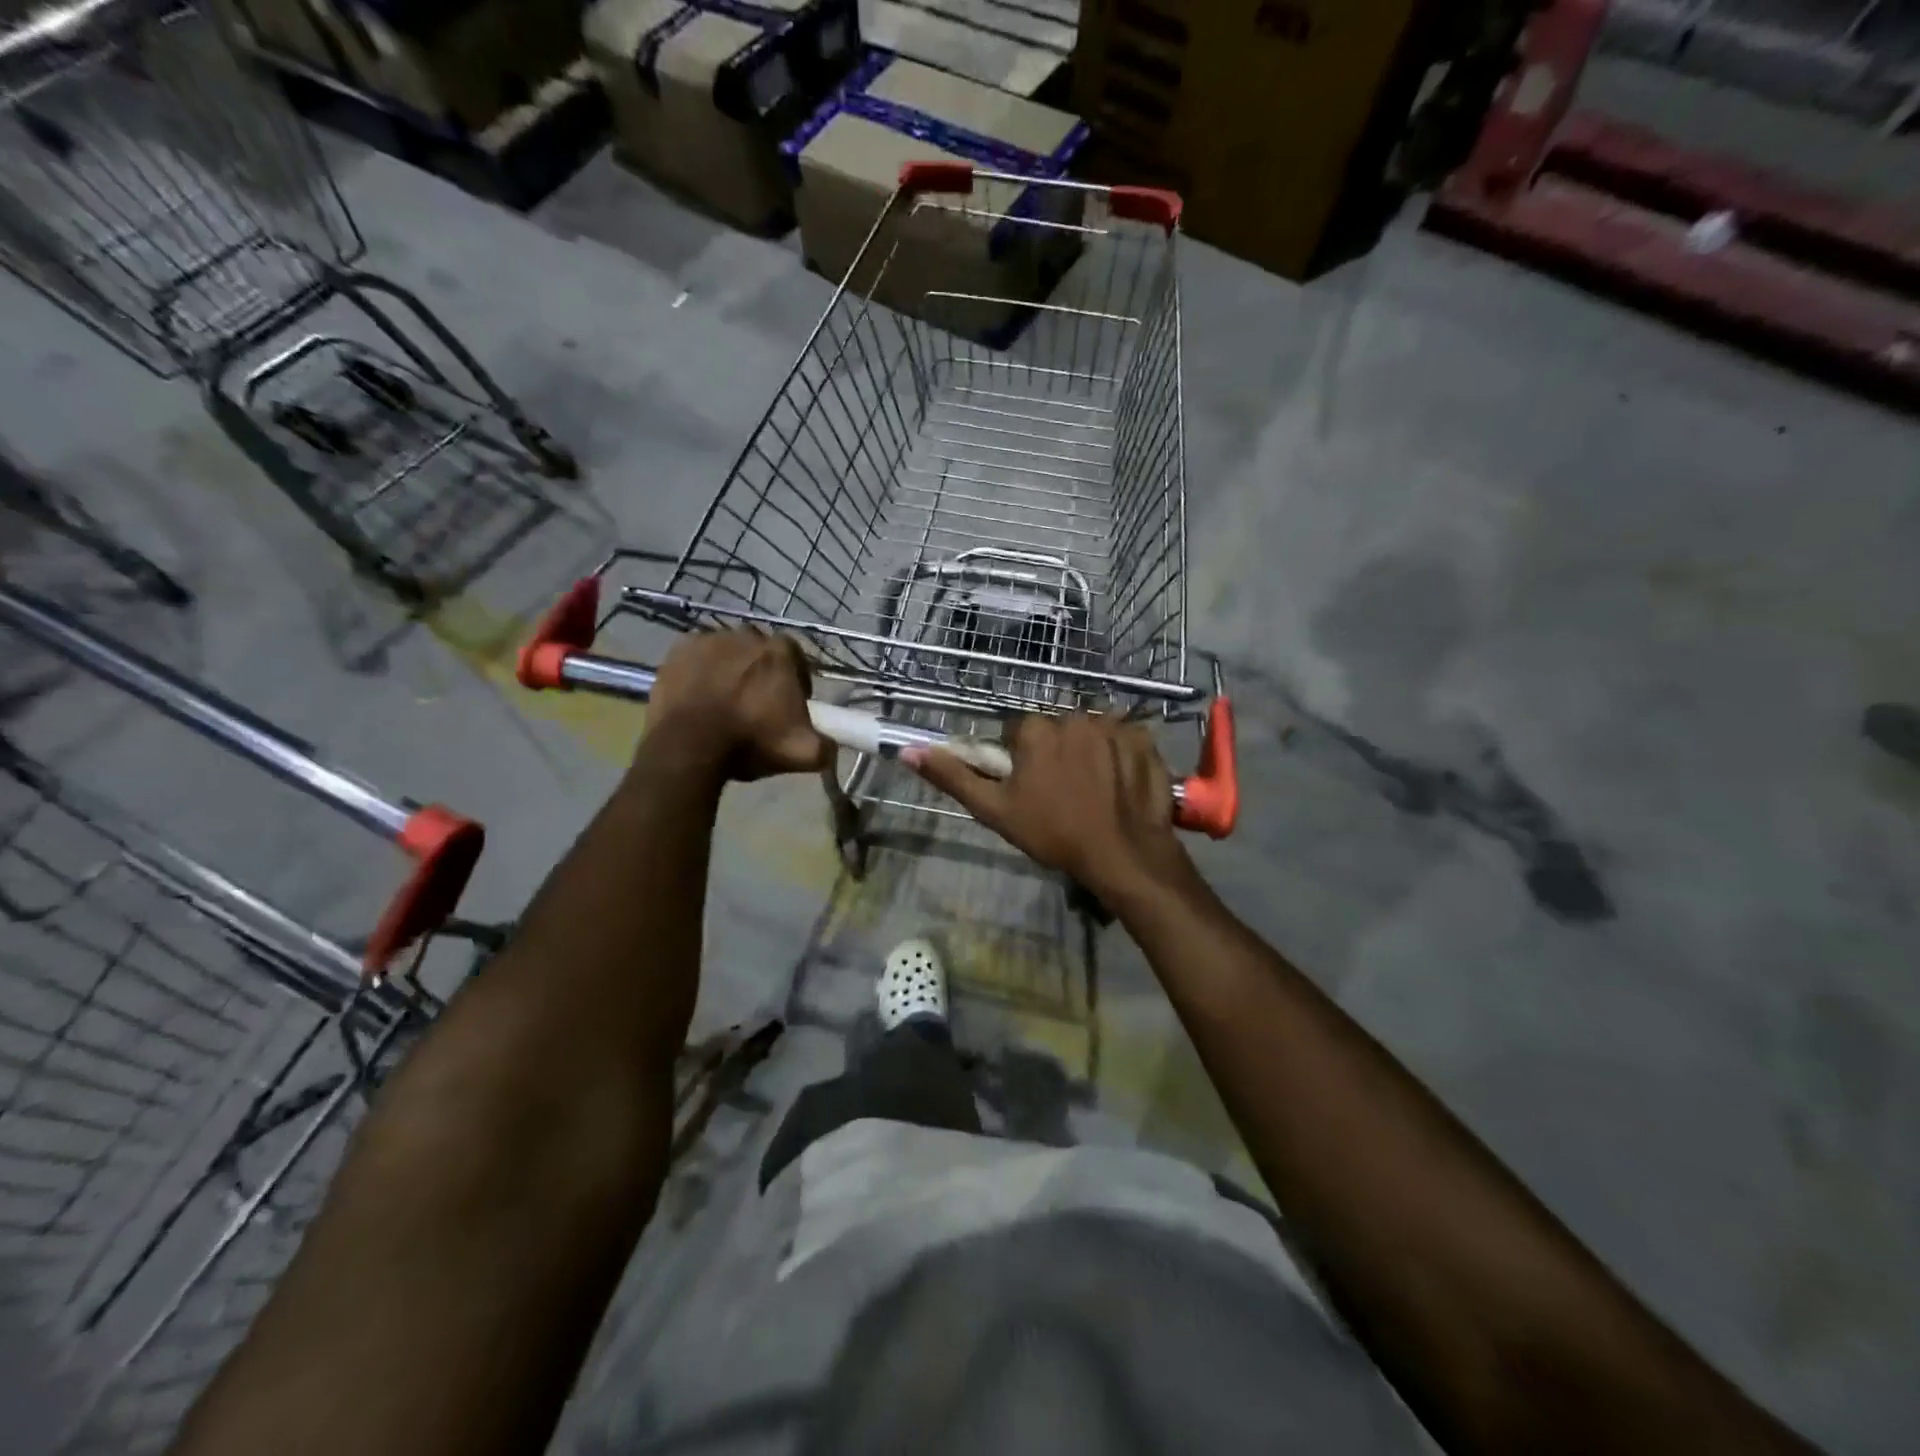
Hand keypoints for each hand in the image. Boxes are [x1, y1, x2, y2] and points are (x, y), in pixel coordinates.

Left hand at [644, 629, 830, 783]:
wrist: (689, 746)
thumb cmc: (750, 742)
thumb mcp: (802, 753)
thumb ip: (825, 746)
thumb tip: (832, 747)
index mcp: (780, 652)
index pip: (795, 656)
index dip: (795, 678)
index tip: (790, 703)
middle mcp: (746, 635)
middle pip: (759, 650)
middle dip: (760, 671)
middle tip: (755, 703)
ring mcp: (709, 639)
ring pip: (726, 651)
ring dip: (729, 669)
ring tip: (724, 701)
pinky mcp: (678, 650)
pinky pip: (696, 656)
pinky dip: (700, 671)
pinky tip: (699, 695)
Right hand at [905, 713, 1192, 902]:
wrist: (1122, 854)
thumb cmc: (1053, 833)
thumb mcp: (995, 810)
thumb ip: (953, 777)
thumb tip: (909, 751)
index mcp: (1035, 729)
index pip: (1021, 733)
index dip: (1024, 761)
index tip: (1033, 789)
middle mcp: (1073, 715)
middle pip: (1057, 729)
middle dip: (1057, 752)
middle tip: (1063, 793)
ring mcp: (1113, 725)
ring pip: (1090, 732)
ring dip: (1089, 751)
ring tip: (1095, 791)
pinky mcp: (1143, 738)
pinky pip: (1124, 737)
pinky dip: (1121, 754)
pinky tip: (1120, 784)